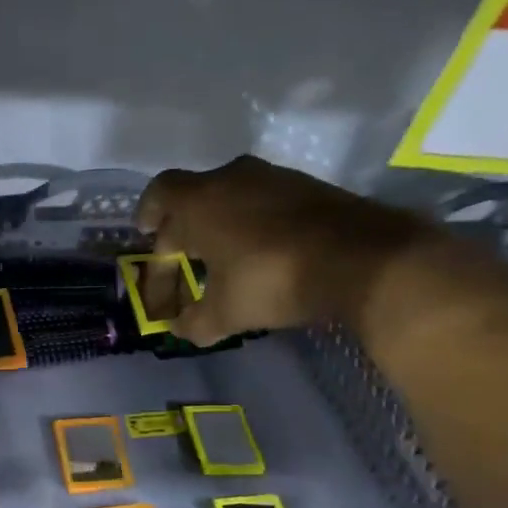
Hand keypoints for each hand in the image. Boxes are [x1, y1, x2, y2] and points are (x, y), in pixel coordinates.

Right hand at [134, 157, 433, 344]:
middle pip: (194, 196)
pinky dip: (252, 222)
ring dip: (220, 224)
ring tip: (221, 258)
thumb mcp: (224, 312)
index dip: (148, 214)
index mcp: (200, 202)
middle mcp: (232, 178)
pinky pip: (263, 200)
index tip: (146, 234)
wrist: (361, 258)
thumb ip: (194, 322)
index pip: (159, 195)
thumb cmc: (272, 280)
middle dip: (182, 228)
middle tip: (181, 258)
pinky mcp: (307, 187)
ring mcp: (274, 178)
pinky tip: (260, 252)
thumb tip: (180, 329)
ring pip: (231, 196)